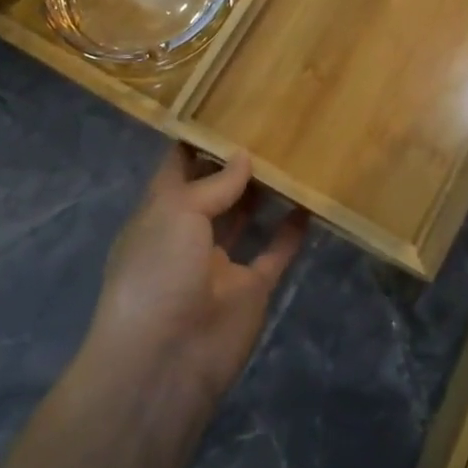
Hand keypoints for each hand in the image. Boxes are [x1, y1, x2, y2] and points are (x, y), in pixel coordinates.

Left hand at [83, 146, 307, 413]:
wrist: (166, 360)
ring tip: (292, 153)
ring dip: (264, 192)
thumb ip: (213, 185)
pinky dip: (291, 231)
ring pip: (245, 217)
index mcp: (160, 212)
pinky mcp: (251, 289)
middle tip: (271, 125)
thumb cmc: (157, 272)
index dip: (199, 139)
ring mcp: (220, 263)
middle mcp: (188, 233)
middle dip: (236, 162)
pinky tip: (310, 202)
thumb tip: (243, 157)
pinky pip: (275, 253)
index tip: (228, 107)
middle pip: (215, 189)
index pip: (179, 166)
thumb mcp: (176, 212)